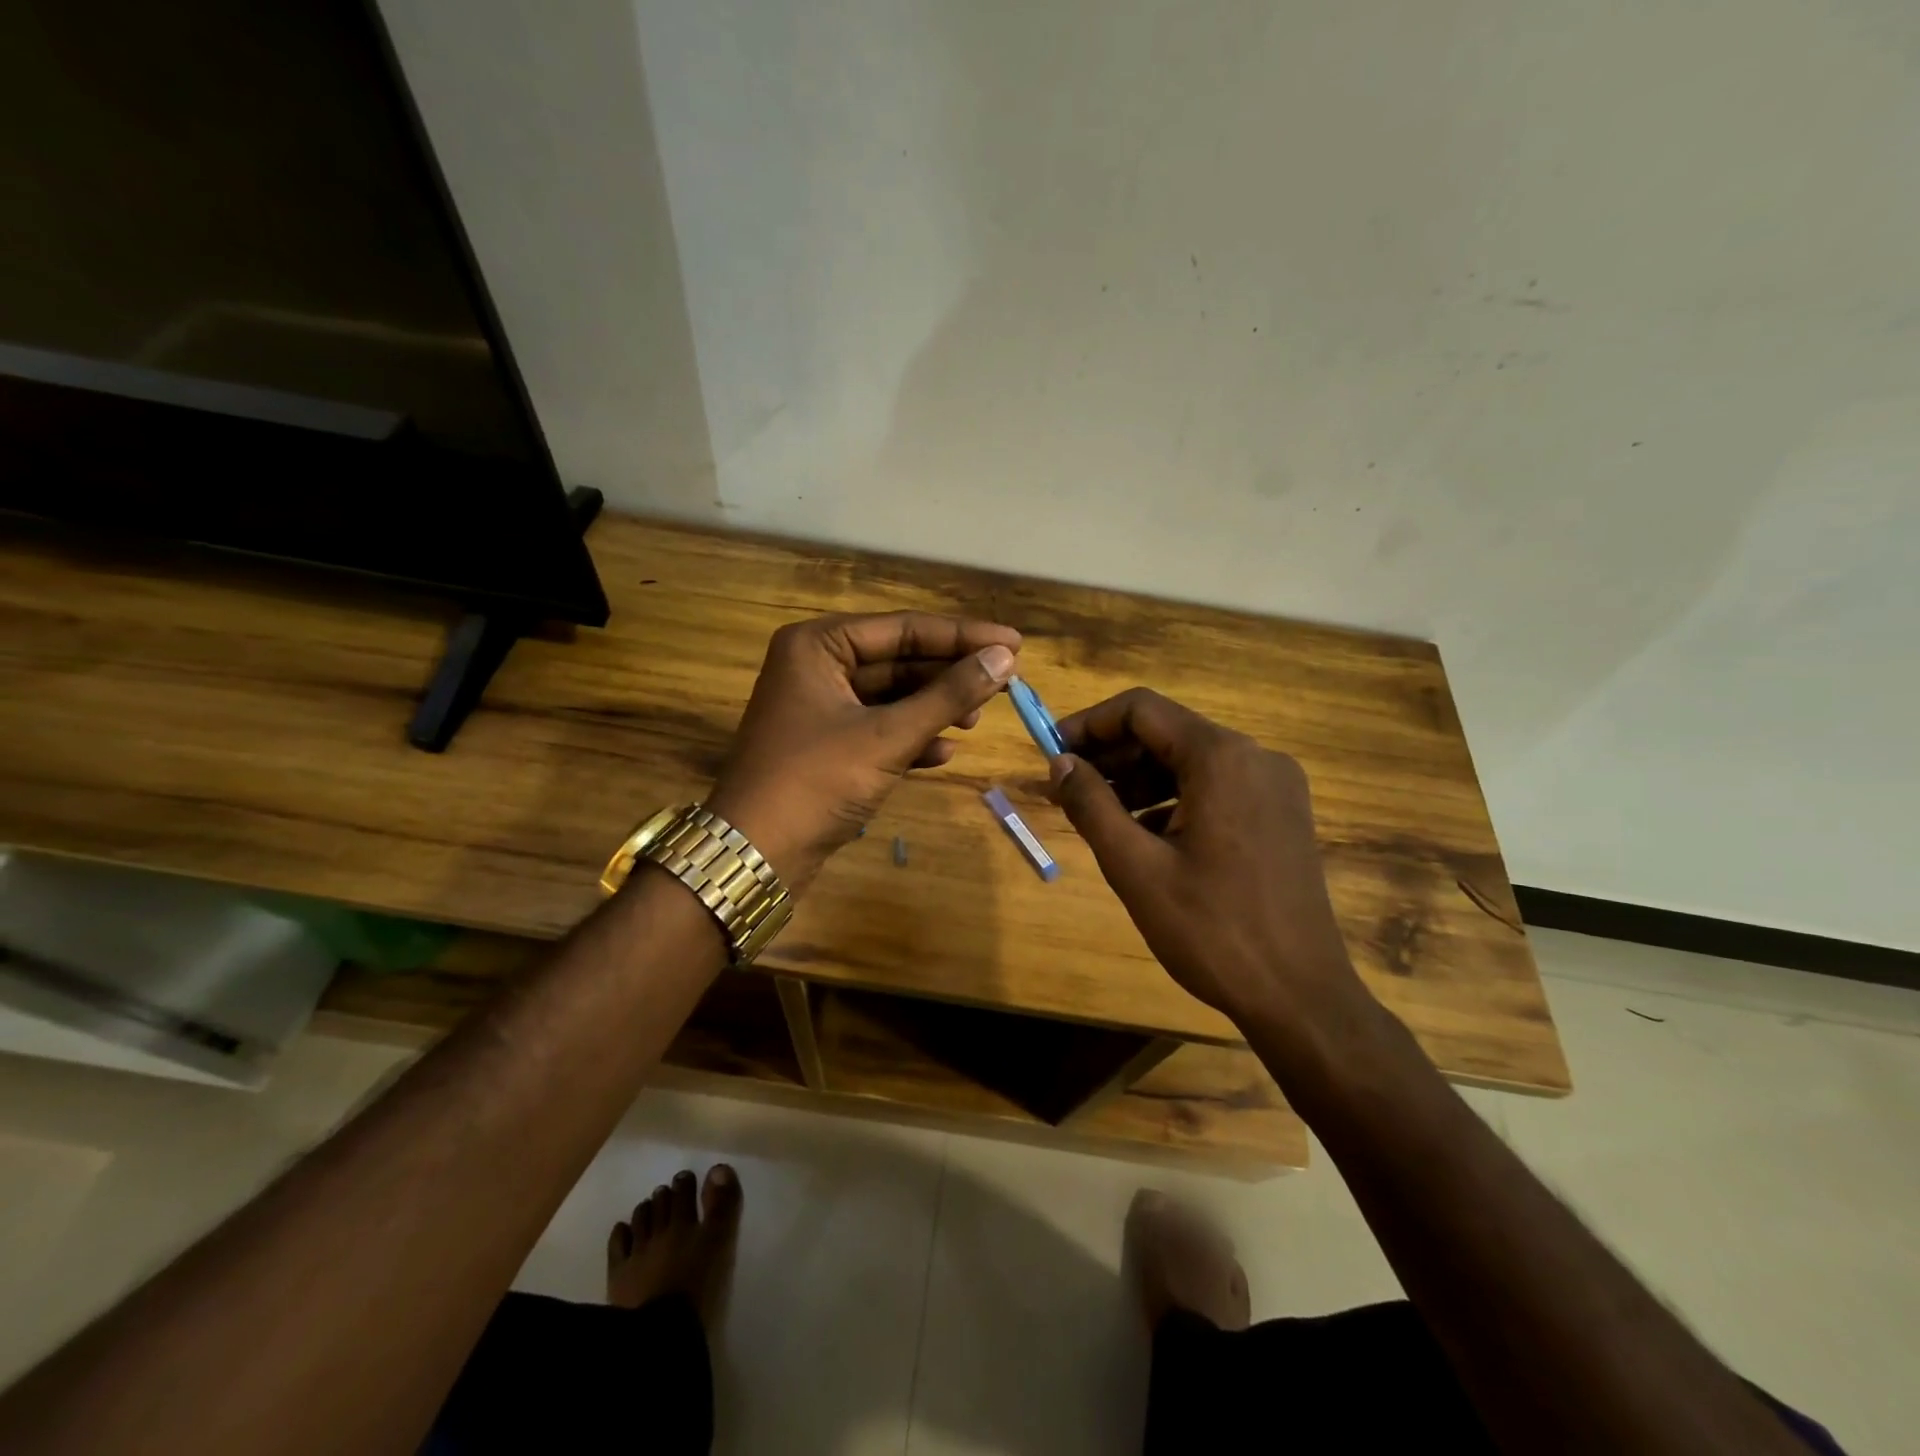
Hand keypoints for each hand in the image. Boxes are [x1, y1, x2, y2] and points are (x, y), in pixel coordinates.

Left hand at [706, 611, 1020, 889]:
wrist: (756, 854)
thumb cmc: (816, 781)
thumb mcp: (887, 736)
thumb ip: (947, 695)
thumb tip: (1004, 658)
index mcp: (819, 644)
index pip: (904, 628)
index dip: (963, 636)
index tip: (1015, 642)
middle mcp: (817, 665)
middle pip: (899, 660)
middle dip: (949, 675)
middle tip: (1004, 683)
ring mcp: (820, 707)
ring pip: (892, 696)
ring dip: (934, 708)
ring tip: (976, 721)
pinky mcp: (827, 744)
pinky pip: (879, 728)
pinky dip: (911, 738)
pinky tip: (943, 753)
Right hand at [1047, 688, 1364, 1025]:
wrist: (1300, 997)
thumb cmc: (1211, 930)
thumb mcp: (1135, 867)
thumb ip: (1091, 805)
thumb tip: (1060, 763)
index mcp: (1221, 758)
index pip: (1141, 709)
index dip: (1089, 724)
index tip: (1051, 752)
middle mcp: (1255, 757)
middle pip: (1167, 732)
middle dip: (1111, 754)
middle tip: (1066, 787)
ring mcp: (1275, 786)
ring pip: (1190, 761)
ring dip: (1138, 779)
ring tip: (1096, 813)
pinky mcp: (1281, 814)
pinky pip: (1215, 788)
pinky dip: (1172, 799)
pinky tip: (1142, 834)